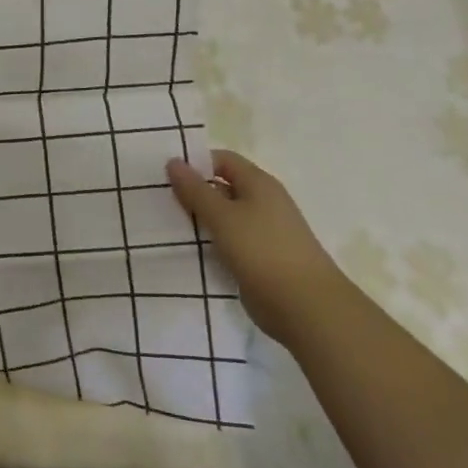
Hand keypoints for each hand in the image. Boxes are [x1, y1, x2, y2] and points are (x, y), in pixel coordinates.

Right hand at [166, 150, 347, 343]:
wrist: (306, 307)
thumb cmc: (262, 251)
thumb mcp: (222, 216)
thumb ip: (195, 190)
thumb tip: (173, 161)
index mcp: (258, 183)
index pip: (222, 159)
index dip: (195, 163)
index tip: (166, 176)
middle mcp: (263, 202)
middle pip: (222, 187)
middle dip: (193, 193)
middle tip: (160, 201)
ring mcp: (264, 232)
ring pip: (224, 217)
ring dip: (200, 220)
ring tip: (168, 225)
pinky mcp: (261, 258)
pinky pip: (230, 241)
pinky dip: (212, 242)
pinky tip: (190, 250)